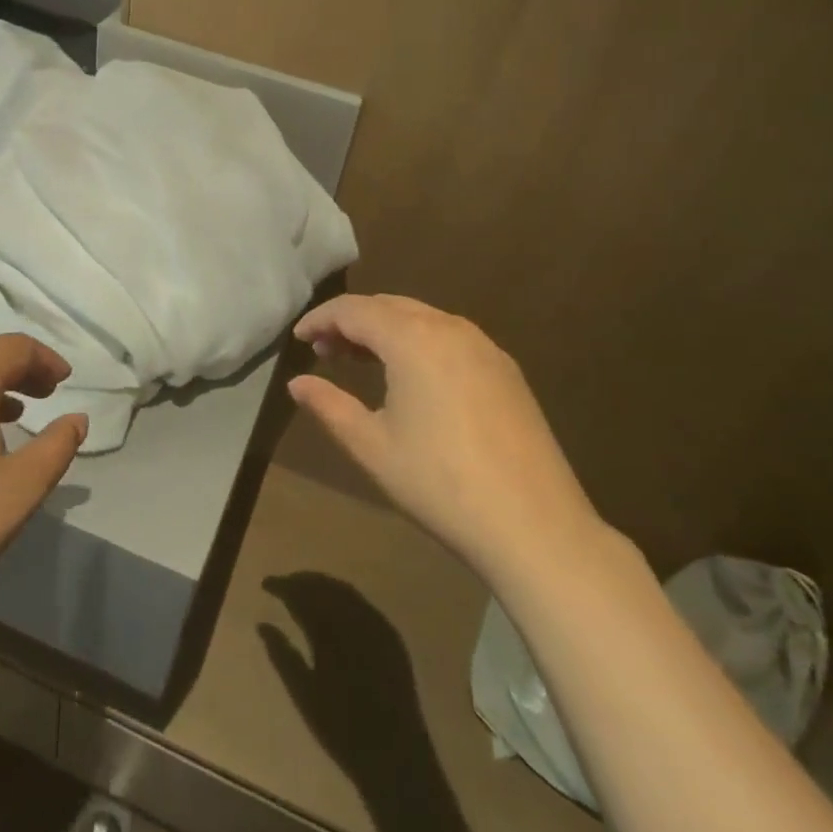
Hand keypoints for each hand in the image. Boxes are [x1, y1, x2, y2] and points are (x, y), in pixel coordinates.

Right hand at [289, 294, 599, 580]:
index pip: (354, 310)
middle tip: (324, 350)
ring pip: (421, 318)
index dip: (321, 319)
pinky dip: (418, 341)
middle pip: (388, 306)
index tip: (298, 338)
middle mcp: (449, 327)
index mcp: (412, 338)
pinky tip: (411, 376)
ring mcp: (483, 345)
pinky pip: (449, 336)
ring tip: (360, 360)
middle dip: (352, 322)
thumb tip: (297, 383)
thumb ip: (329, 406)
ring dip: (385, 330)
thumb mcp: (372, 447)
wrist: (534, 525)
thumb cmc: (439, 484)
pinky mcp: (505, 369)